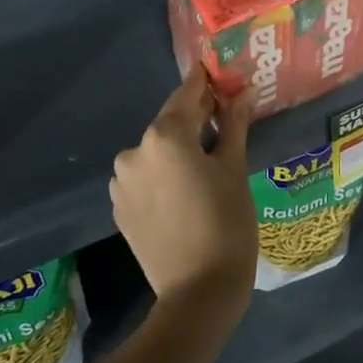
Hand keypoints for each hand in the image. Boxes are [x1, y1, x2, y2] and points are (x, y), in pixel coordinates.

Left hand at [110, 67, 257, 327]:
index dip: (204, 82)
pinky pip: (146, 177)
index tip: (216, 70)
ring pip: (156, 151)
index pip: (187, 95)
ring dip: (178, 147)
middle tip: (224, 114)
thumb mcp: (235, 170)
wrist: (198, 292)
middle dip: (196, 117)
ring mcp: (122, 182)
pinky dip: (164, 173)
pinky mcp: (121, 208)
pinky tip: (187, 187)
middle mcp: (135, 152)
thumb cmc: (226, 224)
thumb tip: (241, 93)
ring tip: (208, 158)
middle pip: (170, 123)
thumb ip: (233, 126)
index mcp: (164, 136)